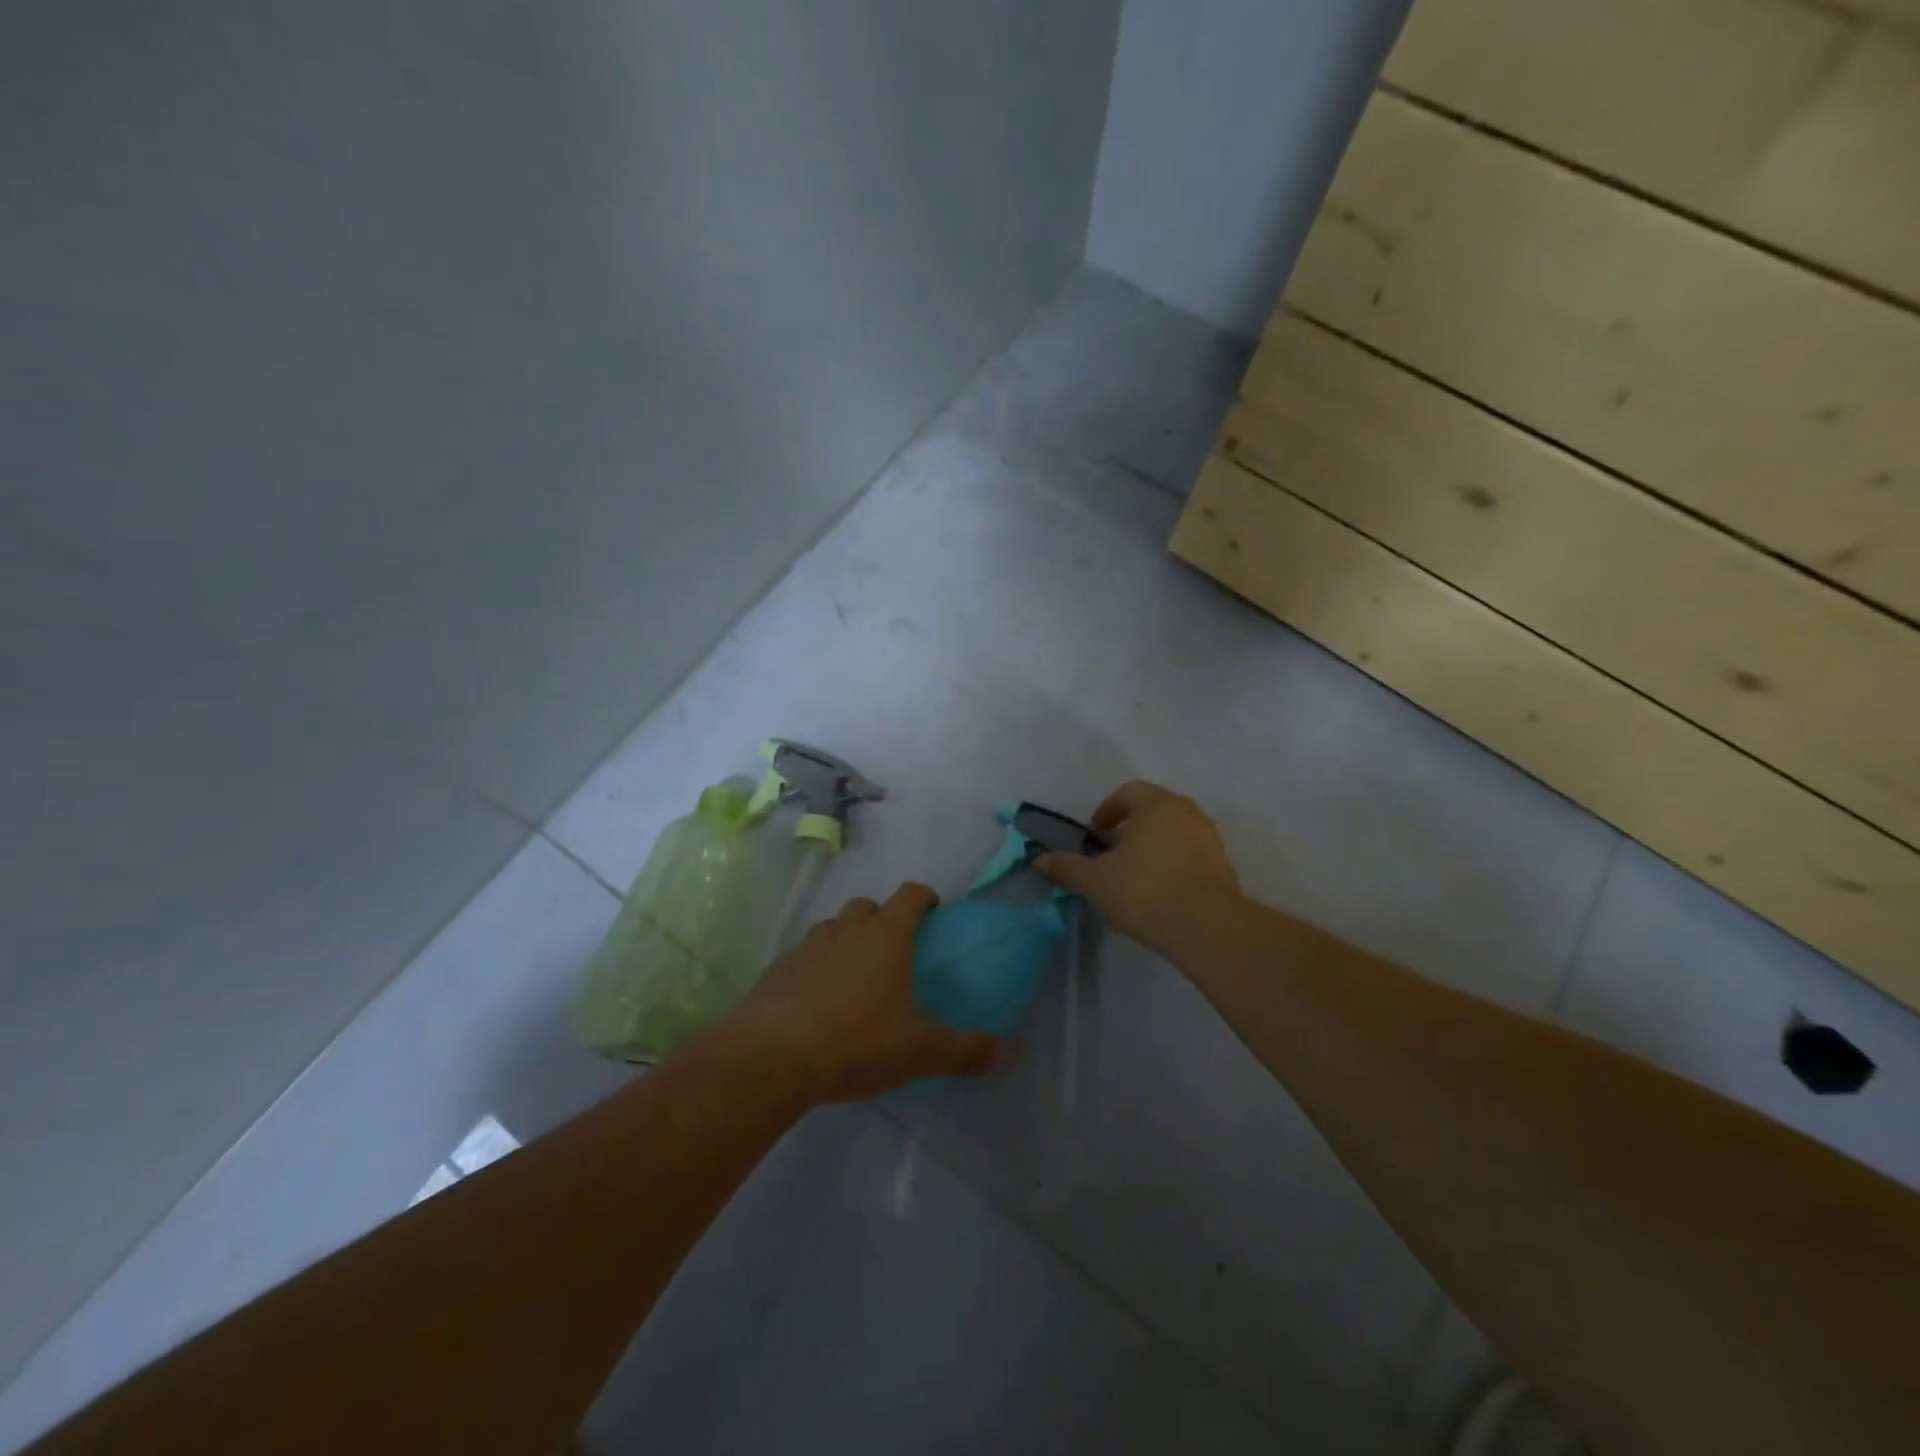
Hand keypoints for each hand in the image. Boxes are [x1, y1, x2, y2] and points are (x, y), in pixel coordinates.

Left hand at [711, 883, 1001, 1104]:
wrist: (770, 1058)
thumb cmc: (856, 1043)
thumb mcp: (919, 1052)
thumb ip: (966, 1051)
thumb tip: (1008, 1053)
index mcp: (885, 936)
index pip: (909, 895)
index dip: (924, 897)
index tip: (933, 910)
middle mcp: (846, 930)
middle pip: (867, 906)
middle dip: (882, 918)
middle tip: (894, 950)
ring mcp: (807, 946)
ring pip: (833, 928)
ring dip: (846, 940)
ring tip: (854, 977)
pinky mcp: (777, 969)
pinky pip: (804, 956)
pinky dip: (816, 967)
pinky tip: (817, 1002)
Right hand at [1035, 780, 1242, 955]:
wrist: (1207, 927)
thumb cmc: (1145, 891)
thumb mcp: (1096, 881)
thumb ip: (1067, 868)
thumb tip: (1038, 861)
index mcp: (1156, 805)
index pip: (1128, 792)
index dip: (1107, 810)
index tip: (1095, 835)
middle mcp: (1186, 812)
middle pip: (1152, 811)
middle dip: (1129, 830)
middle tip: (1110, 856)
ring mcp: (1209, 838)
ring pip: (1173, 833)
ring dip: (1151, 848)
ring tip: (1133, 878)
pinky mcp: (1223, 865)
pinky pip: (1190, 855)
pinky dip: (1172, 865)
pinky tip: (1159, 894)